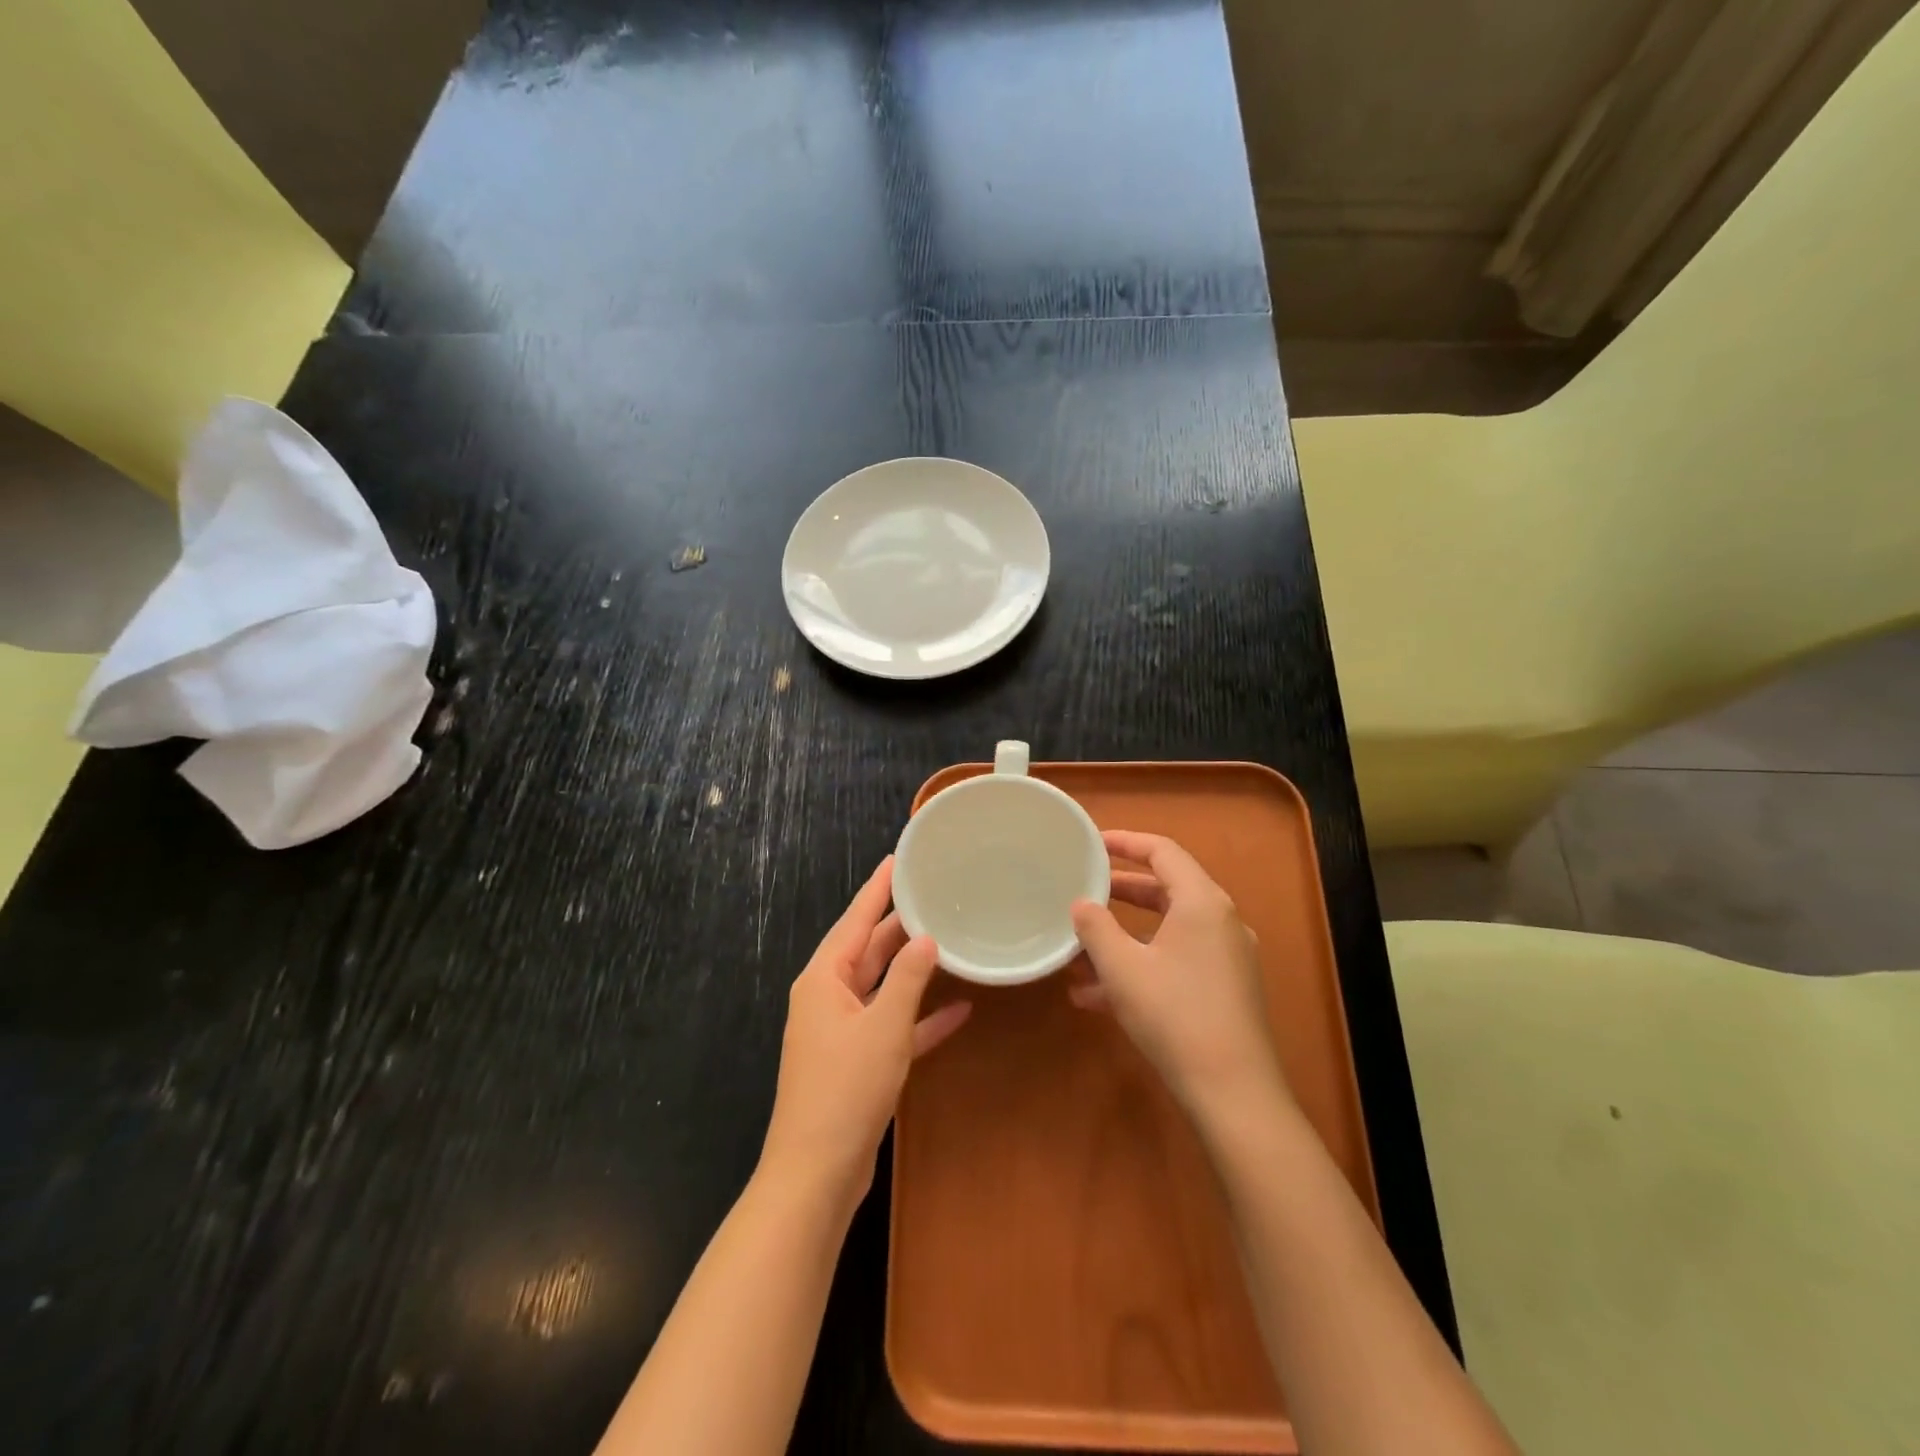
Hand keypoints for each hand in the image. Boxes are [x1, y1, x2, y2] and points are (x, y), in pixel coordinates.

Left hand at [759, 857, 971, 1208]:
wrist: (817, 1172)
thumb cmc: (846, 1088)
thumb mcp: (883, 1026)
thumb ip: (908, 979)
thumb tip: (926, 939)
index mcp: (823, 979)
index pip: (854, 920)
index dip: (877, 889)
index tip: (897, 859)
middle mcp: (828, 997)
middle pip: (868, 951)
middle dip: (900, 927)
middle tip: (935, 896)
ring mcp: (842, 1031)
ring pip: (882, 987)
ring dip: (913, 971)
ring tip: (949, 941)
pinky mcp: (857, 1062)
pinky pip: (892, 1026)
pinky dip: (920, 1018)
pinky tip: (959, 1011)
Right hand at [1069, 830, 1287, 1120]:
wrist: (1233, 1094)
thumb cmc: (1174, 1016)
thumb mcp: (1122, 968)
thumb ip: (1095, 928)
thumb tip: (1081, 904)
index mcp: (1202, 902)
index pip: (1163, 851)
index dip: (1125, 842)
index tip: (1092, 844)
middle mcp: (1221, 921)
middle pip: (1165, 890)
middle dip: (1119, 892)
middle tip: (1083, 889)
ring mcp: (1227, 958)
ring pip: (1167, 931)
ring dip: (1124, 937)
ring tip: (1079, 952)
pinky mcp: (1225, 990)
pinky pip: (1176, 961)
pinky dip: (1141, 966)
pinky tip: (1096, 998)